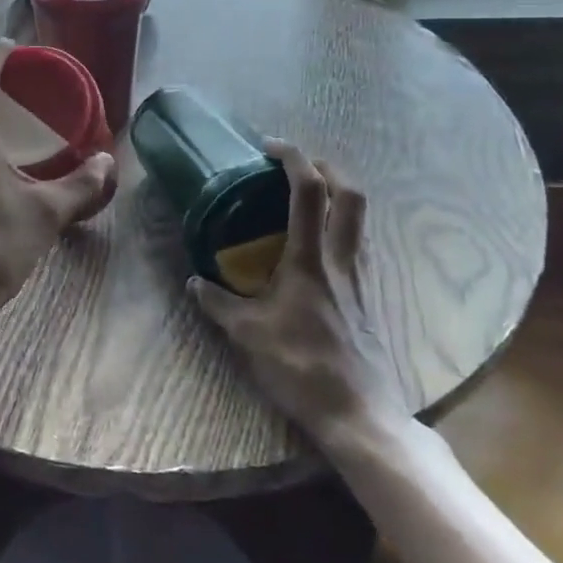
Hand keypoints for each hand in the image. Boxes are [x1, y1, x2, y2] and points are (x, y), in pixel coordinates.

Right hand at [188, 142, 412, 447]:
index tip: (268, 147)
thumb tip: (194, 282)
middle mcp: (341, 259)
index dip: (293, 158)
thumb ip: (217, 303)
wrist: (359, 414)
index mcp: (311, 259)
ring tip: (307, 197)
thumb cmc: (301, 367)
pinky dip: (341, 226)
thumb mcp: (247, 334)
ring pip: (360, 218)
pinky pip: (358, 243)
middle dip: (327, 167)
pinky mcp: (367, 296)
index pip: (309, 191)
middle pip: (351, 194)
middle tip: (297, 164)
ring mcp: (360, 277)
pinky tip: (318, 244)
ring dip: (338, 194)